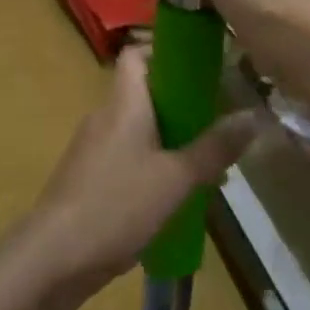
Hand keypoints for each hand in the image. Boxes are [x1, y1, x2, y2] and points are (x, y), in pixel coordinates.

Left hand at [33, 46, 259, 292]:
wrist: (55, 258)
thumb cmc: (117, 205)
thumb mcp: (177, 178)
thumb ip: (215, 147)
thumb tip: (255, 116)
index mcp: (123, 102)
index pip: (136, 54)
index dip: (166, 51)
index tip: (201, 67)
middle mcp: (104, 116)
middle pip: (144, 93)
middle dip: (182, 105)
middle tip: (219, 121)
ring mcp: (93, 148)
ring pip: (138, 129)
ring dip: (171, 140)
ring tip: (208, 165)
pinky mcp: (88, 178)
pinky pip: (126, 157)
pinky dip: (152, 165)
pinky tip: (175, 195)